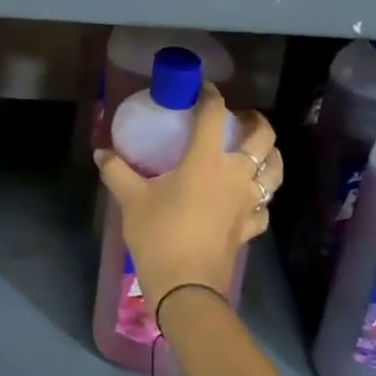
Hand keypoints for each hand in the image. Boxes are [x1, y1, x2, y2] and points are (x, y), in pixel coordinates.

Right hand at [95, 86, 281, 311]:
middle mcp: (235, 175)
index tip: (203, 87)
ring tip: (258, 151)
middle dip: (256, 122)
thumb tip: (101, 153)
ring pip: (274, 171)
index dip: (210, 95)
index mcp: (206, 160)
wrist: (186, 288)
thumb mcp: (131, 199)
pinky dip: (261, 197)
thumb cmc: (159, 235)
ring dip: (271, 156)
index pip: (213, 115)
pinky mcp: (250, 228)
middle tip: (240, 118)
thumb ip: (117, 171)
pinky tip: (250, 198)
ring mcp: (247, 203)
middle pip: (262, 139)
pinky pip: (264, 206)